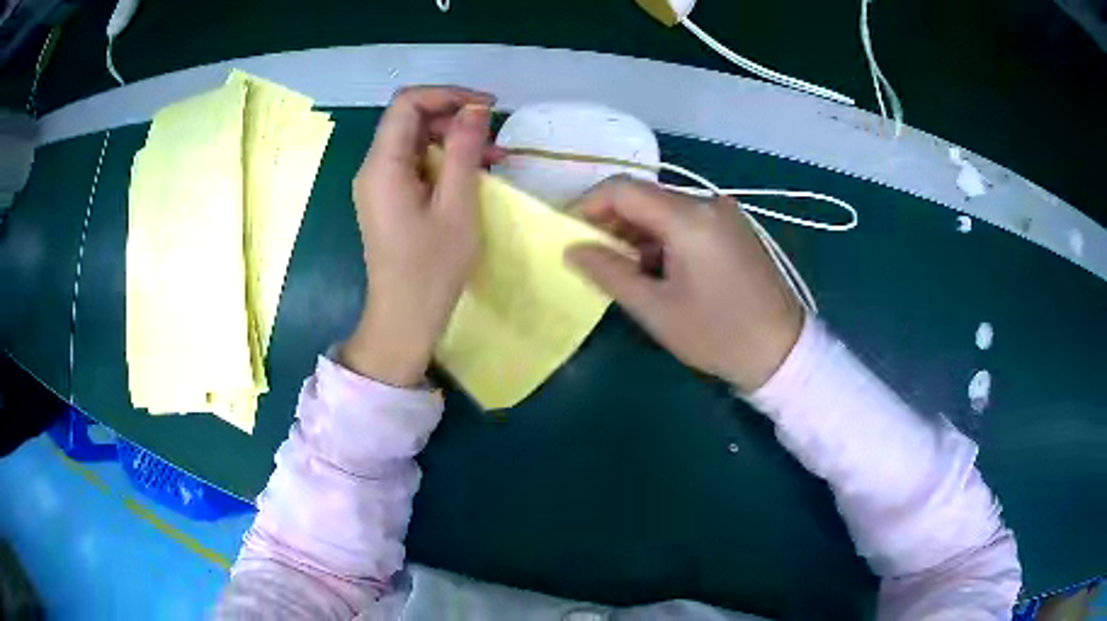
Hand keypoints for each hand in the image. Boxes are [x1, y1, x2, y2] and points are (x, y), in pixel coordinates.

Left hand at [341, 86, 495, 386]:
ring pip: (415, 141)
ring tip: (495, 157)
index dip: (447, 95)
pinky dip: (445, 162)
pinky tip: (474, 174)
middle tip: (494, 135)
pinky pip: (415, 164)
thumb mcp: (456, 206)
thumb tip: (476, 110)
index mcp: (383, 165)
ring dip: (454, 141)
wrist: (405, 318)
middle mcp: (374, 167)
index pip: (407, 104)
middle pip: (410, 119)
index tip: (486, 107)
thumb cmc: (431, 268)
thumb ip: (465, 151)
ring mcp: (379, 184)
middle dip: (453, 118)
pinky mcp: (388, 198)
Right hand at [565, 177, 803, 391]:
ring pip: (664, 209)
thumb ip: (609, 272)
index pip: (623, 189)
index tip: (568, 234)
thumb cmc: (717, 334)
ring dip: (636, 233)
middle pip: (644, 196)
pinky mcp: (733, 229)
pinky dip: (661, 238)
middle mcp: (707, 203)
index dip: (588, 205)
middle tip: (593, 258)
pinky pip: (686, 221)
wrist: (782, 351)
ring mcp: (724, 214)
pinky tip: (658, 270)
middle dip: (611, 222)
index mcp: (688, 218)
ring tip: (625, 271)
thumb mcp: (656, 309)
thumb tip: (571, 248)